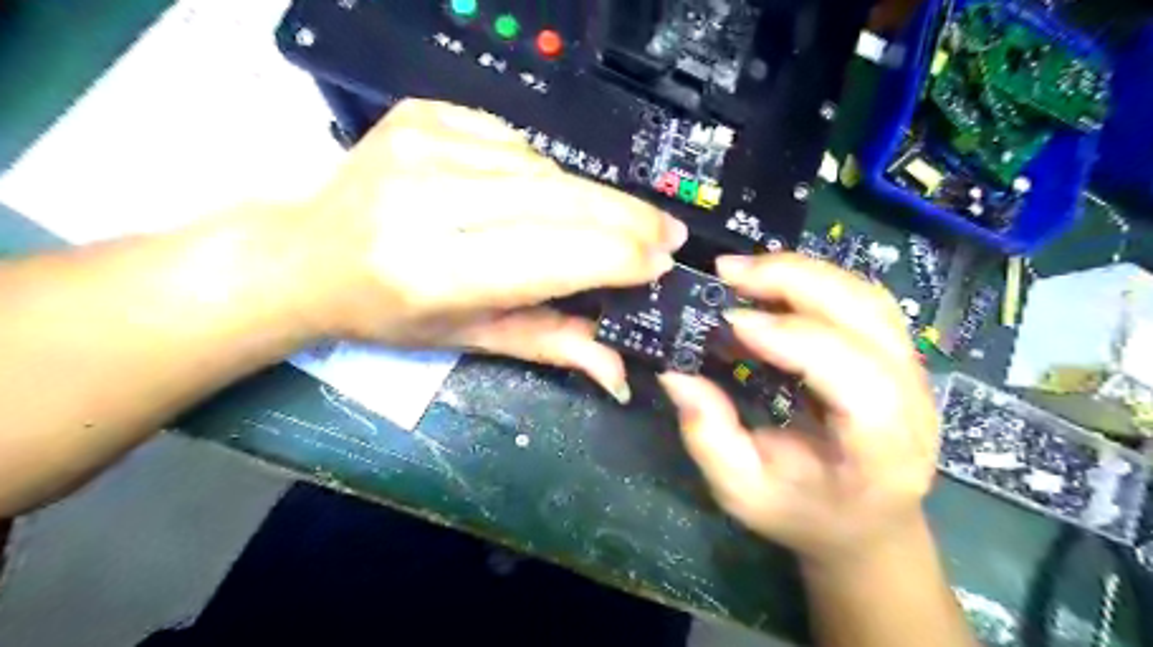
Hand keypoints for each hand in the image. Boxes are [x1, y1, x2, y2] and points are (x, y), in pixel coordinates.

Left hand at [275, 98, 687, 399]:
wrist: (306, 255)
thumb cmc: (388, 314)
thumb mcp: (468, 339)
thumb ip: (549, 344)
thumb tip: (620, 369)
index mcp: (436, 273)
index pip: (555, 256)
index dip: (619, 257)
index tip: (663, 262)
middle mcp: (429, 201)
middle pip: (561, 200)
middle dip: (627, 218)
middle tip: (667, 233)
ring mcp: (423, 146)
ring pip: (545, 168)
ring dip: (584, 199)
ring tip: (600, 222)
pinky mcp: (423, 114)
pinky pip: (514, 140)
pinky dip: (539, 170)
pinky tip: (534, 192)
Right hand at [658, 253, 933, 564]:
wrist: (865, 523)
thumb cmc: (805, 513)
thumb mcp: (743, 493)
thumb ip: (709, 437)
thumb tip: (675, 374)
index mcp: (883, 450)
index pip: (856, 378)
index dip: (795, 340)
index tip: (732, 321)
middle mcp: (913, 401)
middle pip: (868, 317)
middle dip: (795, 282)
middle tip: (729, 272)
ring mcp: (912, 371)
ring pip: (867, 297)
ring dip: (803, 272)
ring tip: (745, 271)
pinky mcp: (895, 355)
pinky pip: (861, 300)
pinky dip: (814, 281)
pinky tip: (773, 283)